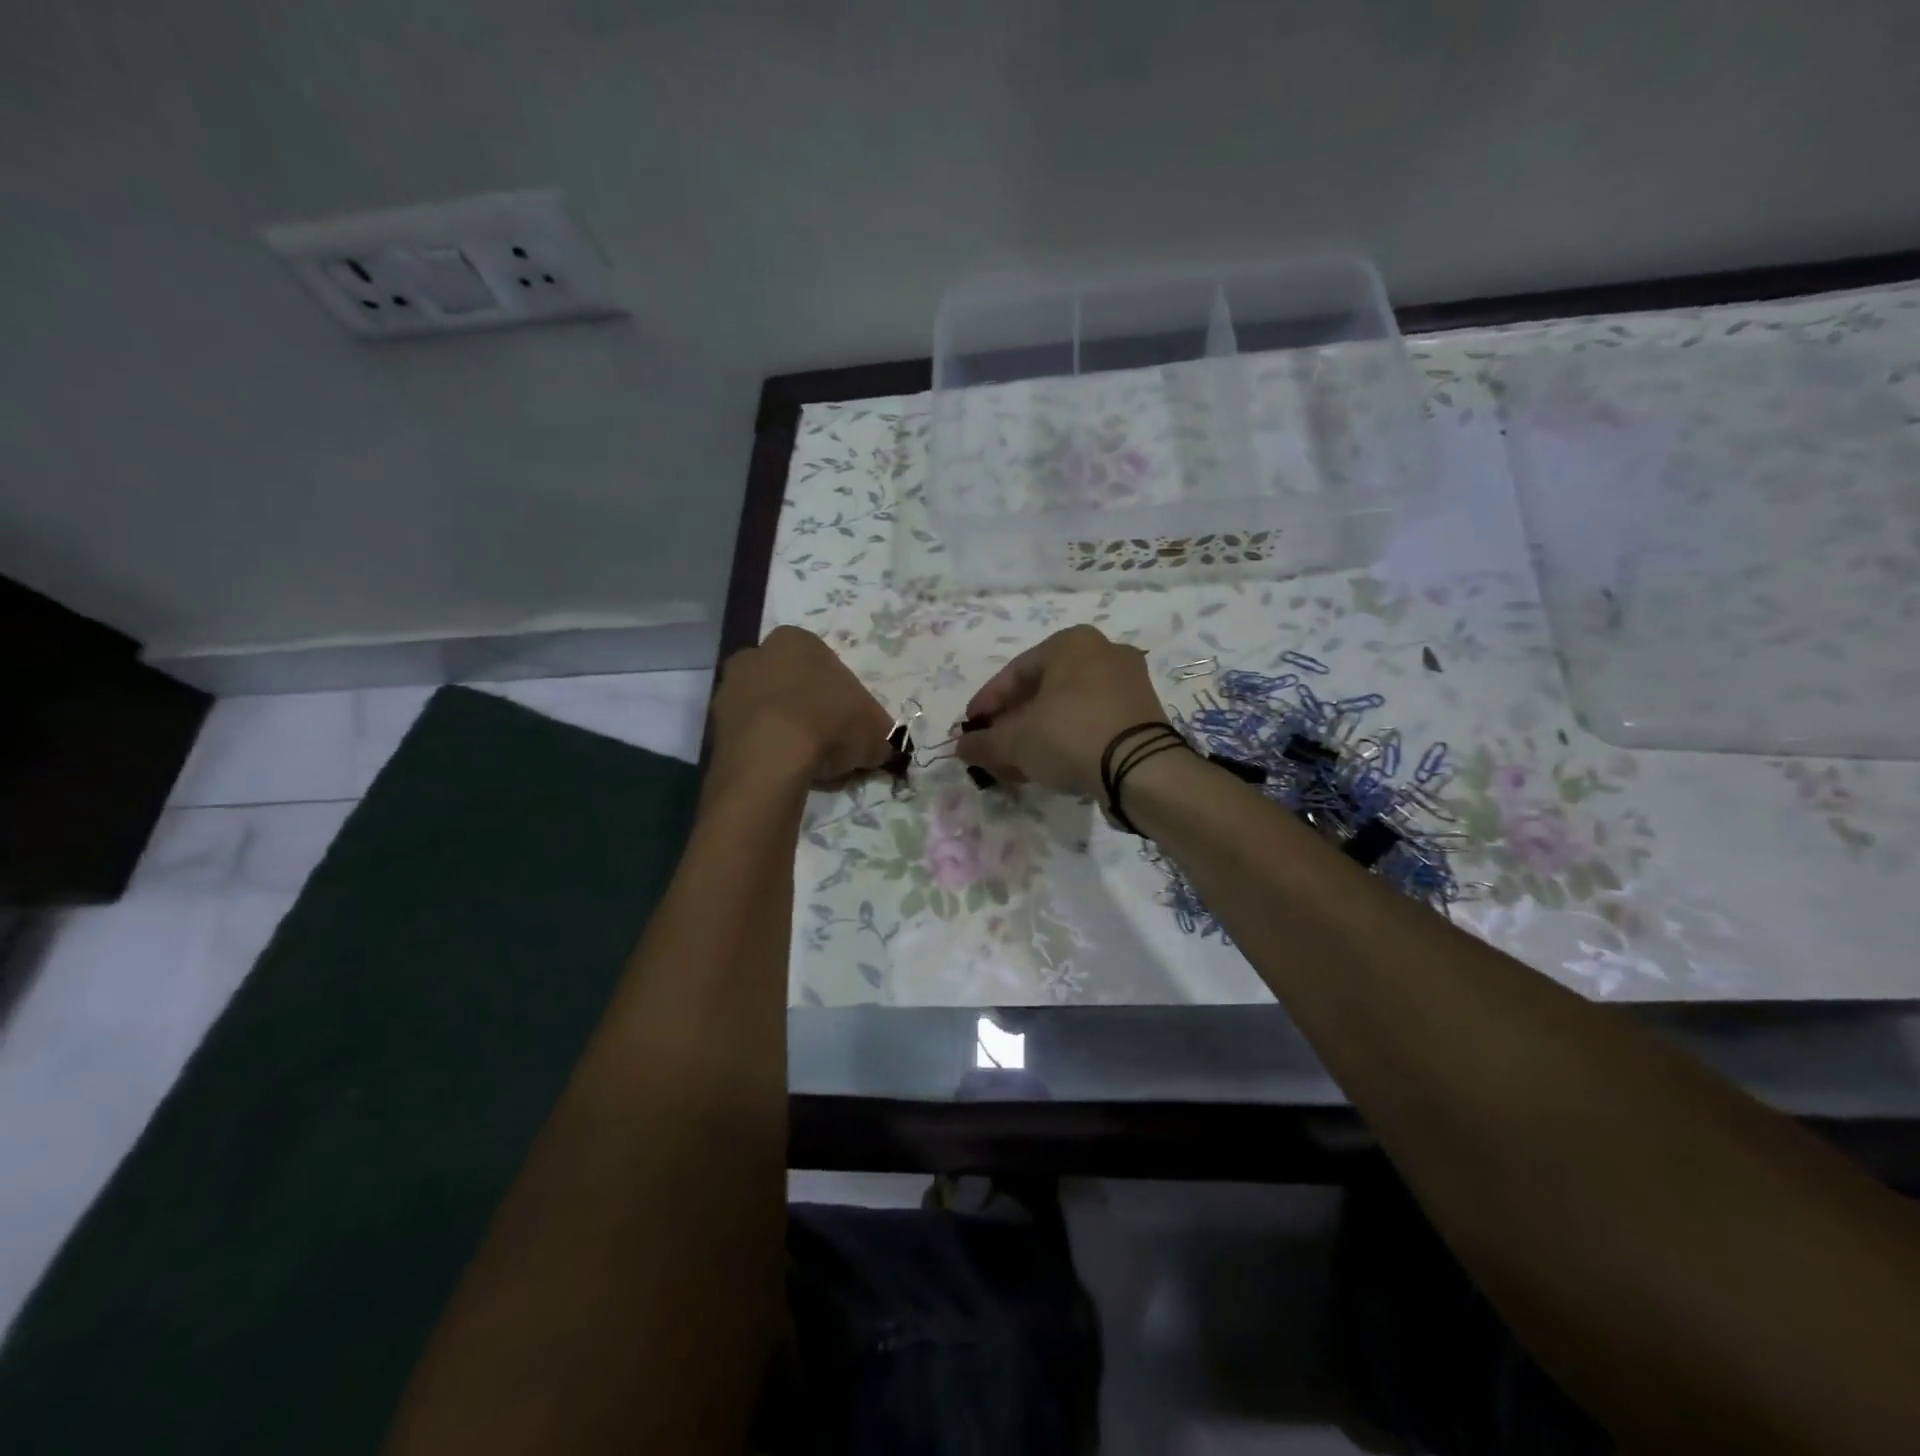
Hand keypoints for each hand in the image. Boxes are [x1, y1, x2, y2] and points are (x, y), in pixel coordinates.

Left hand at [710, 627, 894, 786]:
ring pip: (767, 711)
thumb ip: (879, 733)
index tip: (850, 725)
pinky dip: (766, 752)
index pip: (824, 665)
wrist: (772, 758)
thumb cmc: (829, 724)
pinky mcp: (713, 727)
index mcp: (796, 641)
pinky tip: (784, 774)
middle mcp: (755, 655)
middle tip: (830, 744)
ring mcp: (728, 690)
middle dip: (808, 710)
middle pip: (790, 684)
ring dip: (785, 732)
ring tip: (808, 766)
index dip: (841, 697)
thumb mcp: (874, 729)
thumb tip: (882, 747)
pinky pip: (750, 738)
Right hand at [956, 625, 1169, 797]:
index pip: (1014, 673)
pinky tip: (1046, 767)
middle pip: (1041, 692)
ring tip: (1014, 766)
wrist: (1141, 768)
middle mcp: (1103, 652)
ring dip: (1035, 736)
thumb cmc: (1069, 735)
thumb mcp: (1015, 741)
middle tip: (992, 750)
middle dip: (1011, 724)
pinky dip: (1064, 740)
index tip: (969, 731)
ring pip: (1066, 709)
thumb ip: (983, 743)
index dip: (986, 705)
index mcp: (1070, 643)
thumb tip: (960, 747)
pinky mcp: (1142, 714)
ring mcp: (1127, 683)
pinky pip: (1091, 722)